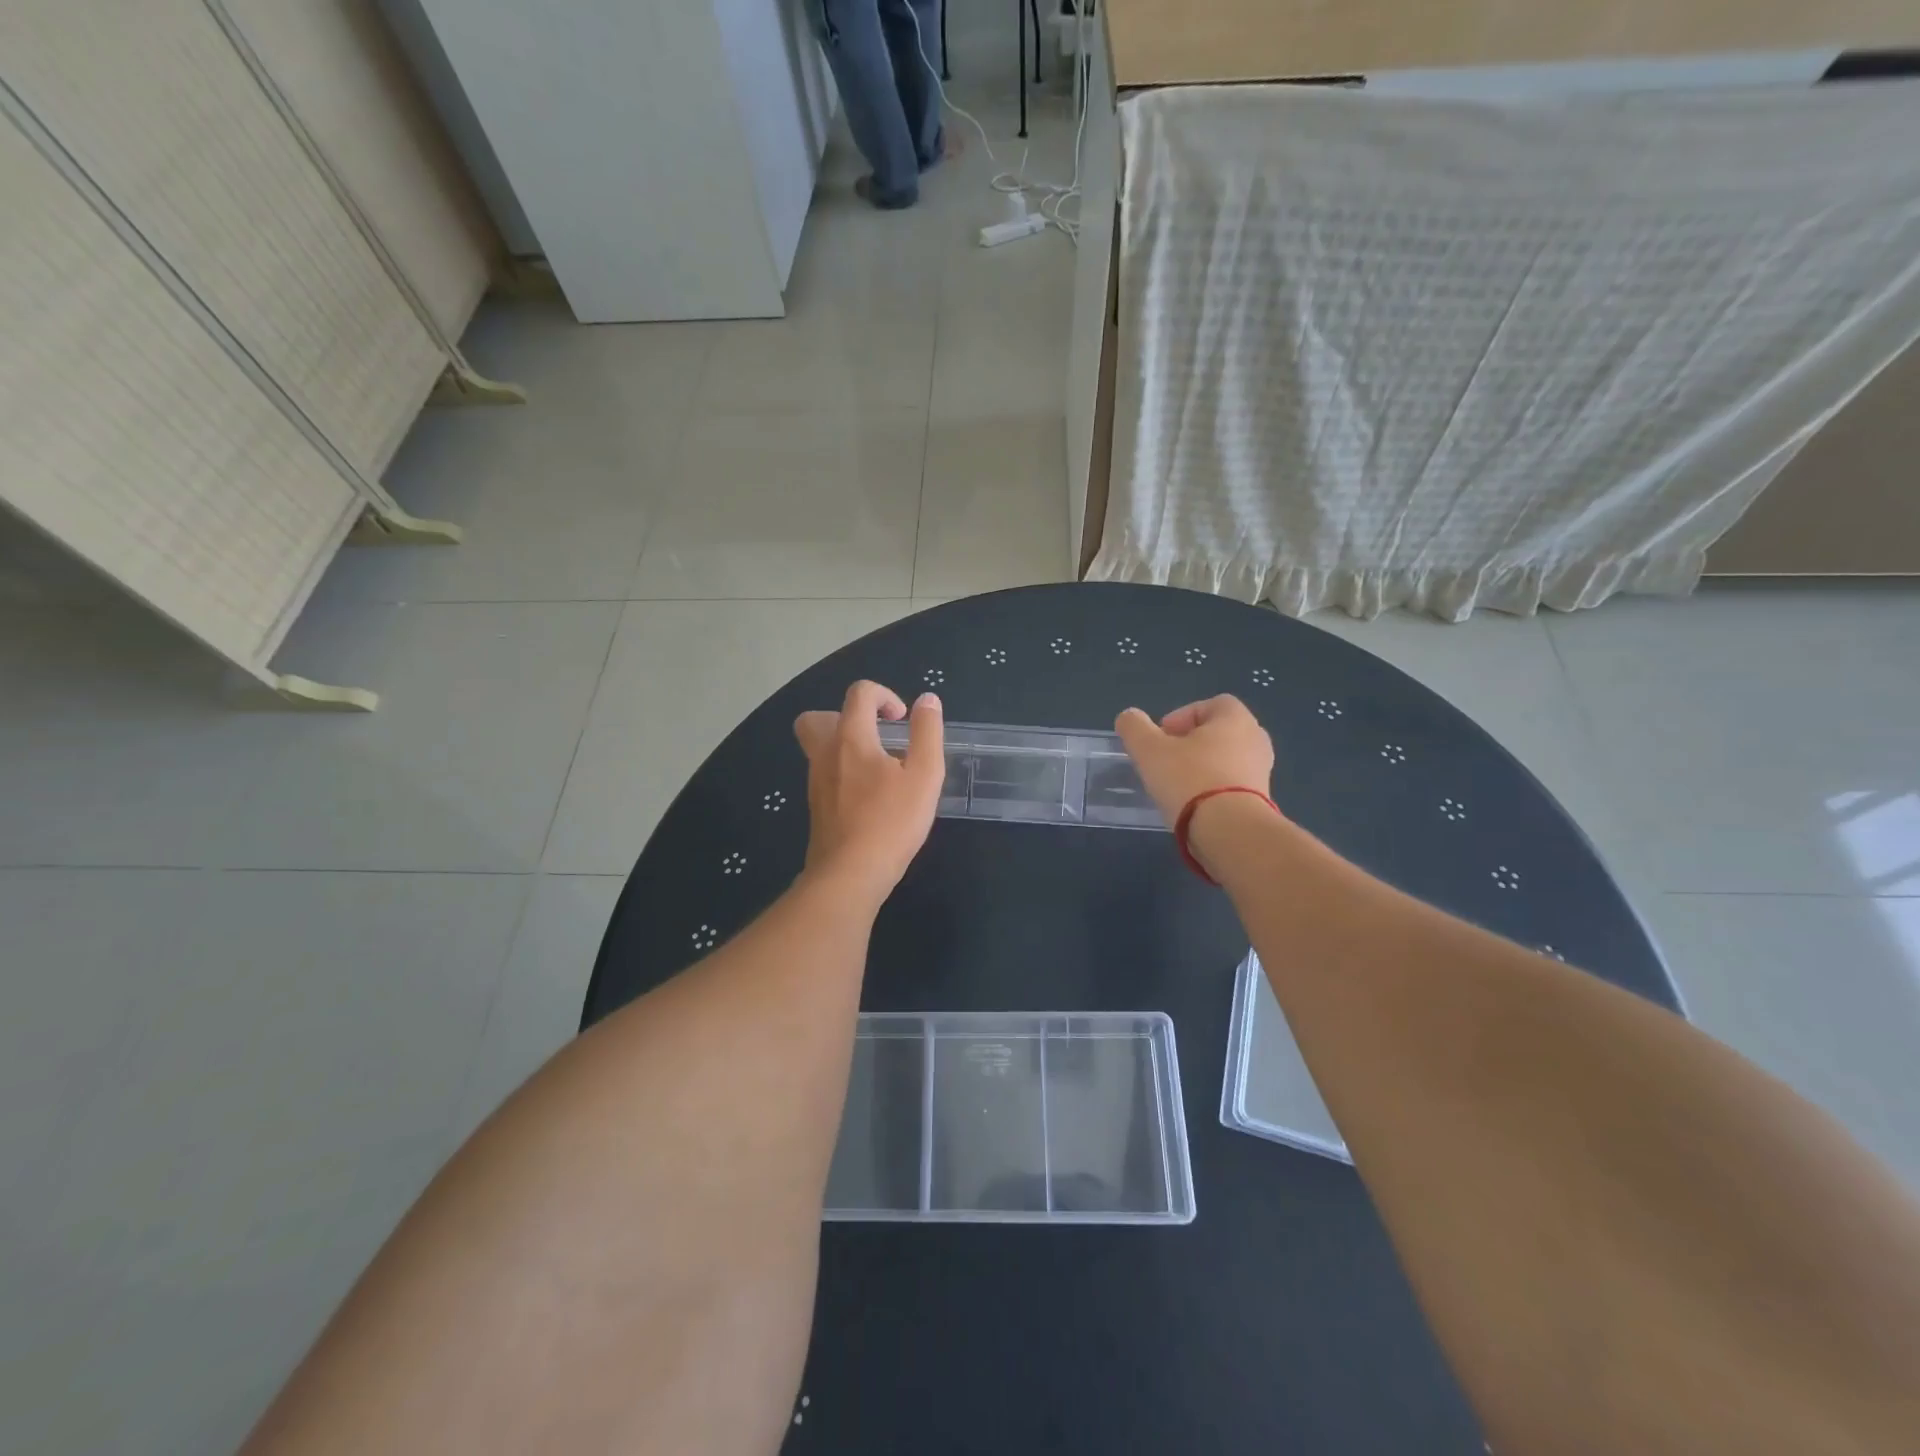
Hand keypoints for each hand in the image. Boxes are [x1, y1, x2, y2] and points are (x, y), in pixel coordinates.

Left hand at [794, 681, 944, 901]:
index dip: (884, 695)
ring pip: (819, 748)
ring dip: (846, 746)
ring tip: (880, 768)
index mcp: (851, 738)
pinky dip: (844, 773)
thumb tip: (927, 700)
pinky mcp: (816, 807)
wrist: (849, 874)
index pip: (859, 694)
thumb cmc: (891, 822)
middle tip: (875, 735)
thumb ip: (927, 733)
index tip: (902, 720)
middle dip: (846, 716)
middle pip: (817, 718)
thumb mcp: (924, 775)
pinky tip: (870, 797)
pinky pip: (825, 775)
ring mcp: (816, 782)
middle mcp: (825, 754)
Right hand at [1113, 696, 1275, 829]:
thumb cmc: (1189, 779)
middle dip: (1191, 743)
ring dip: (1202, 768)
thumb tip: (1129, 717)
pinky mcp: (1262, 800)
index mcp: (1235, 718)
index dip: (1182, 716)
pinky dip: (1214, 790)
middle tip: (1167, 760)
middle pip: (1219, 732)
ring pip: (1226, 760)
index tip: (1162, 738)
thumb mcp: (1148, 750)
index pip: (1211, 704)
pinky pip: (1233, 785)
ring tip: (1177, 786)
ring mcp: (1263, 771)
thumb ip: (1134, 727)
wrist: (1230, 831)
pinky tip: (1194, 806)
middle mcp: (1256, 739)